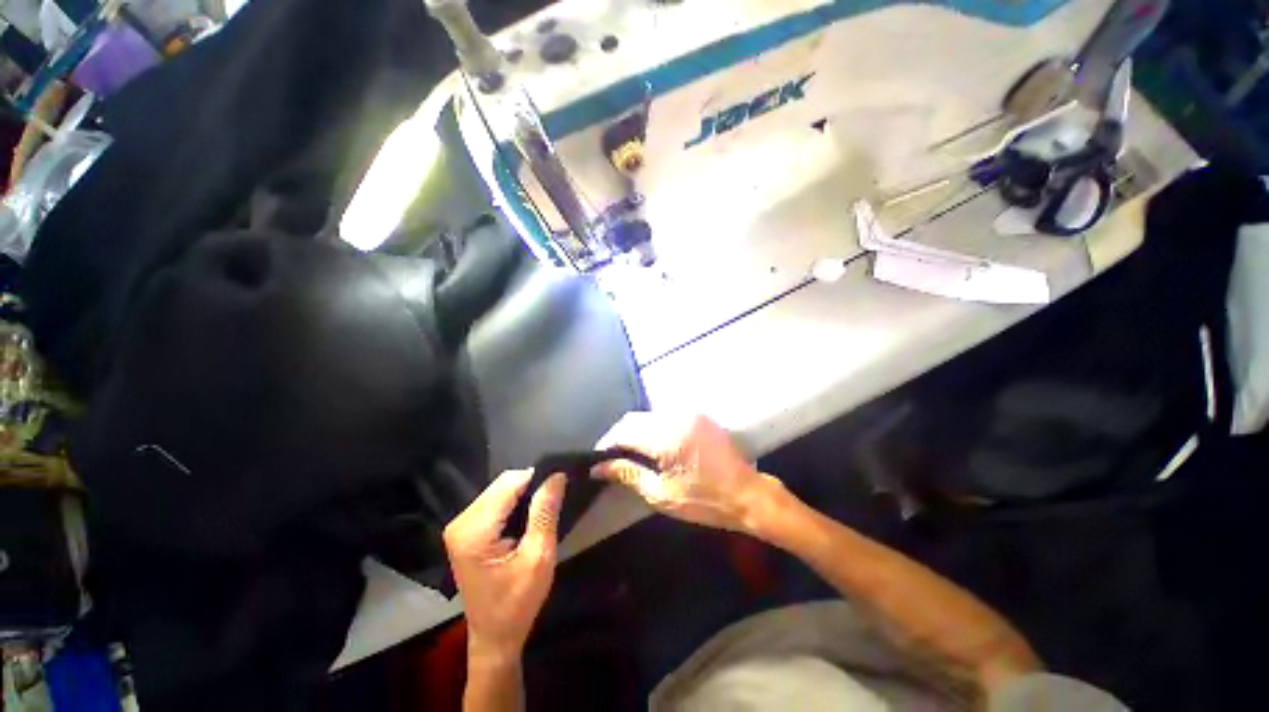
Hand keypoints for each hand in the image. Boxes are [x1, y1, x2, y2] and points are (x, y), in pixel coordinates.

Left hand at [444, 469, 566, 661]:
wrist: (494, 637)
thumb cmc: (517, 603)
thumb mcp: (539, 557)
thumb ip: (545, 512)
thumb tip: (557, 475)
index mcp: (474, 531)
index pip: (510, 483)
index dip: (537, 478)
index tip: (560, 484)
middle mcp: (460, 522)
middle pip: (503, 483)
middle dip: (530, 485)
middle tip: (554, 498)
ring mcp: (460, 525)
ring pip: (499, 488)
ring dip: (523, 493)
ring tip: (544, 506)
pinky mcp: (465, 530)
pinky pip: (495, 500)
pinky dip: (514, 501)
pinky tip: (528, 515)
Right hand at [593, 413, 778, 531]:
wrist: (747, 495)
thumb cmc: (704, 501)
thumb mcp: (661, 494)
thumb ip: (628, 474)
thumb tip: (600, 467)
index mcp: (667, 437)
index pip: (626, 430)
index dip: (607, 443)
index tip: (597, 459)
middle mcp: (676, 417)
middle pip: (635, 419)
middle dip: (619, 436)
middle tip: (610, 458)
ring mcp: (689, 414)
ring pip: (649, 416)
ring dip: (635, 431)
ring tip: (628, 453)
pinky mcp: (698, 416)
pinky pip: (665, 417)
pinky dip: (652, 429)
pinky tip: (650, 446)